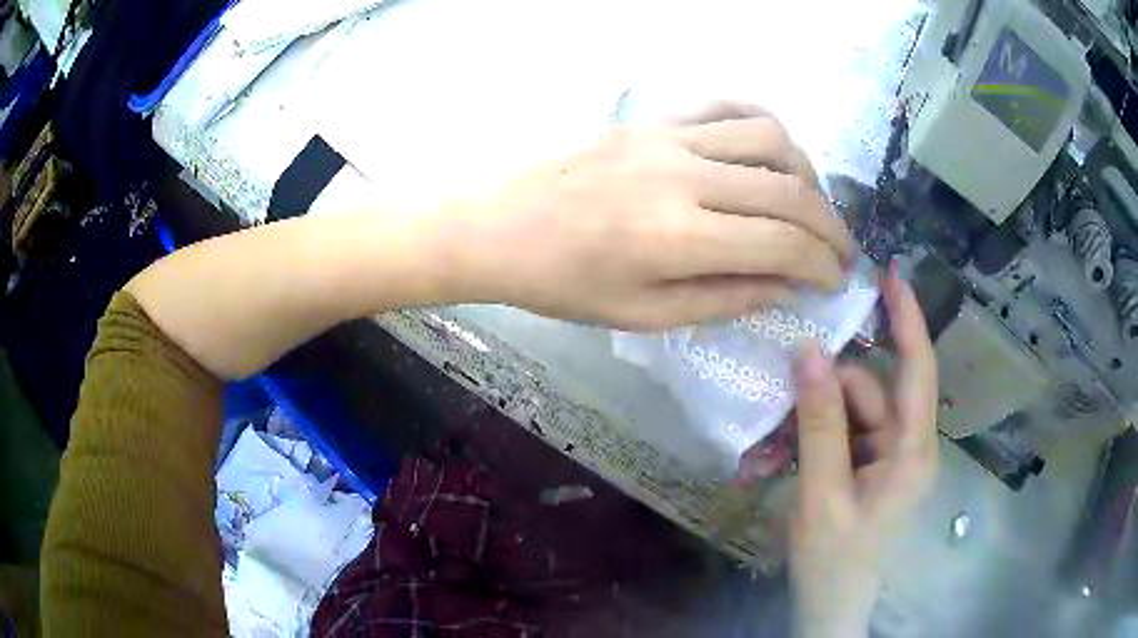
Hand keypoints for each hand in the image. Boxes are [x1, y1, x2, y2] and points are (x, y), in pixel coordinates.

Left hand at [443, 111, 852, 329]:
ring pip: (769, 135)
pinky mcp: (653, 118)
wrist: (499, 226)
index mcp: (678, 238)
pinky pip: (725, 104)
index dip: (822, 264)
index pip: (782, 243)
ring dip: (806, 172)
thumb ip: (725, 299)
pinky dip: (763, 125)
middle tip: (842, 252)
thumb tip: (787, 287)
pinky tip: (772, 152)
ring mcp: (668, 137)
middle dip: (831, 225)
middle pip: (789, 188)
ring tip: (809, 205)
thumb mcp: (644, 315)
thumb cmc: (563, 283)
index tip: (837, 281)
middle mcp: (684, 176)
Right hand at [790, 266, 938, 636]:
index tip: (890, 272)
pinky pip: (843, 432)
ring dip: (813, 419)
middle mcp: (908, 444)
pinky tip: (782, 458)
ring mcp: (888, 456)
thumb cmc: (834, 558)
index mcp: (912, 450)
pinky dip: (814, 437)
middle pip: (871, 390)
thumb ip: (819, 423)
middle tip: (783, 392)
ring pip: (851, 410)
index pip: (917, 368)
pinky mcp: (870, 466)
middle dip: (828, 390)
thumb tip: (808, 351)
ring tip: (772, 447)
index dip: (908, 317)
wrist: (831, 604)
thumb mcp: (822, 493)